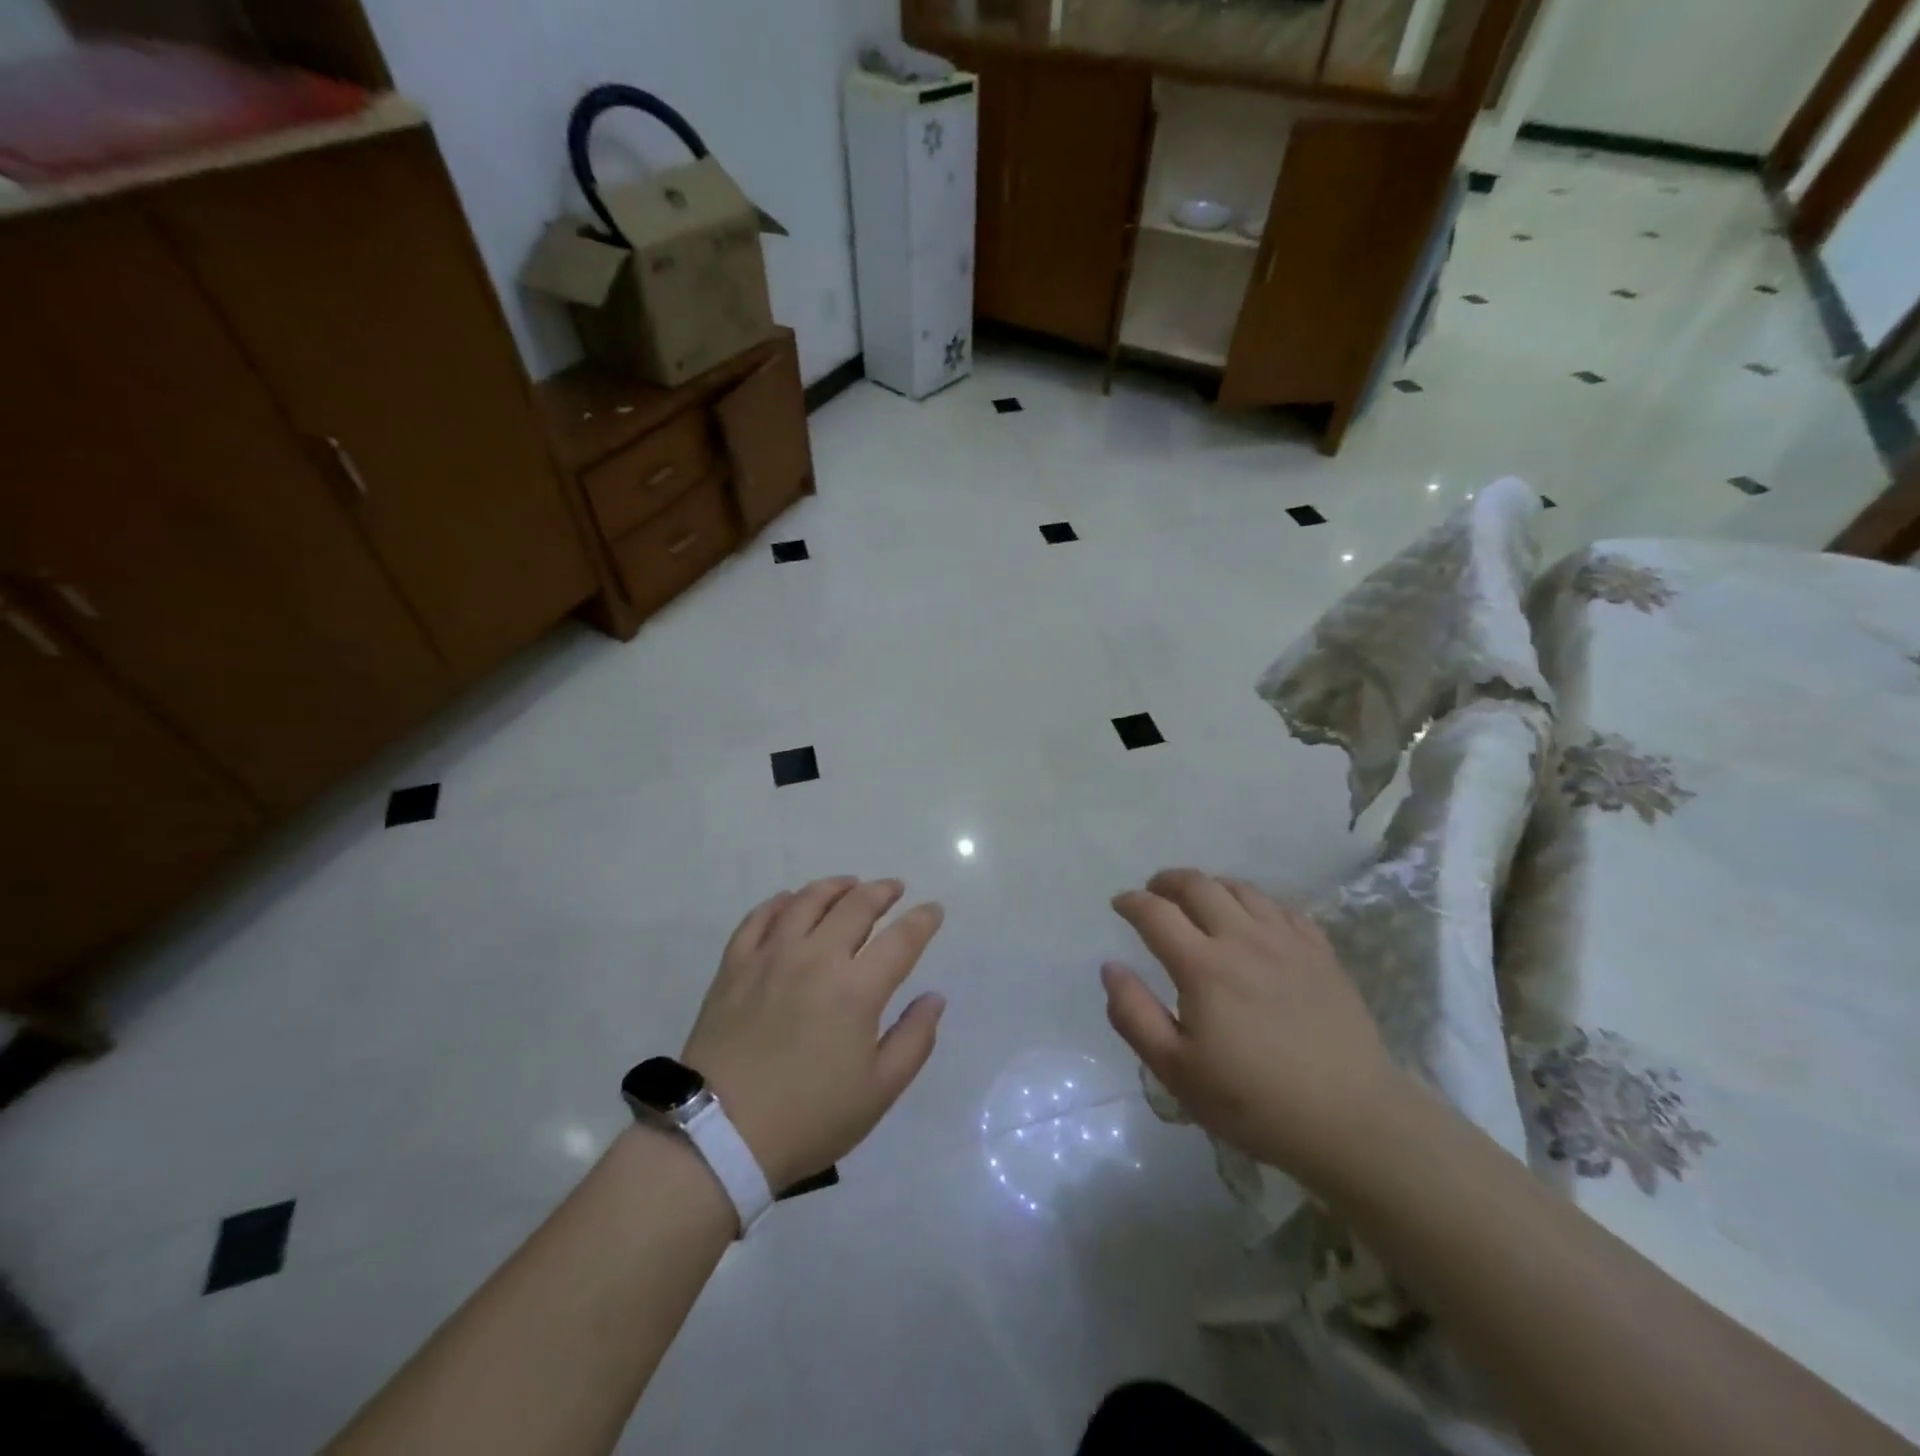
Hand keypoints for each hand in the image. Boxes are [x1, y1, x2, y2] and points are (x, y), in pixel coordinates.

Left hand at [680, 878, 946, 1190]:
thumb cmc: (809, 1117)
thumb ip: (914, 1039)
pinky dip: (780, 902)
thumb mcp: (878, 1091)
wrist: (719, 1135)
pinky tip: (789, 900)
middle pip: (855, 906)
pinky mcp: (734, 965)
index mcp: (856, 989)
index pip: (901, 939)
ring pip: (807, 901)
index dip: (922, 920)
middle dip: (882, 891)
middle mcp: (816, 958)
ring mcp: (771, 956)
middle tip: (894, 888)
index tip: (934, 909)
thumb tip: (934, 998)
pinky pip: (759, 917)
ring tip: (849, 885)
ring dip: (835, 886)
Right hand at [1103, 869, 1407, 1189]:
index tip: (1120, 903)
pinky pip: (1281, 907)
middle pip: (1198, 885)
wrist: (1351, 1120)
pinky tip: (1252, 918)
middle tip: (1154, 892)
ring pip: (1241, 889)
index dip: (1131, 901)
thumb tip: (1111, 967)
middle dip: (1167, 881)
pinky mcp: (1320, 952)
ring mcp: (1286, 941)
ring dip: (1210, 885)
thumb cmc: (1253, 1101)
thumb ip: (1134, 1015)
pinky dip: (1255, 901)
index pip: (1155, 913)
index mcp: (1202, 966)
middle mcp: (1242, 939)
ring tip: (1199, 900)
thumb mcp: (1176, 1071)